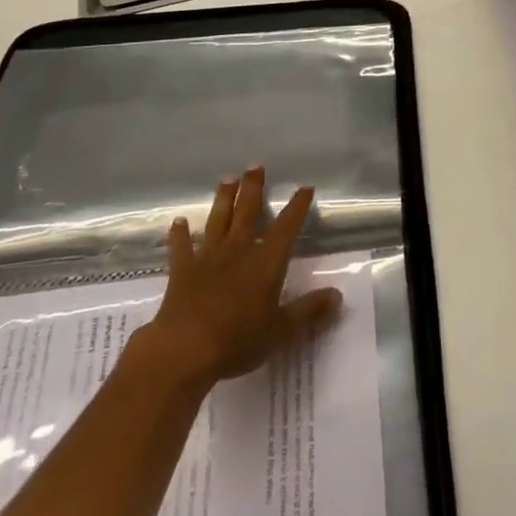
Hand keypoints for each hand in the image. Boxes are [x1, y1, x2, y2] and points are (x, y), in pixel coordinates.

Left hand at [147, 167, 342, 384]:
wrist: (184, 349)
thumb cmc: (238, 339)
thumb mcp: (281, 330)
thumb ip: (309, 311)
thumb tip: (338, 295)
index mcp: (266, 261)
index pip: (286, 226)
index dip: (297, 206)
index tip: (304, 187)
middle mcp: (238, 250)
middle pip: (247, 212)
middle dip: (253, 188)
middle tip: (255, 165)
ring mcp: (208, 258)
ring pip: (218, 220)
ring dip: (223, 199)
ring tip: (226, 179)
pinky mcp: (182, 271)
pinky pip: (181, 247)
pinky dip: (180, 234)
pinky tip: (178, 222)